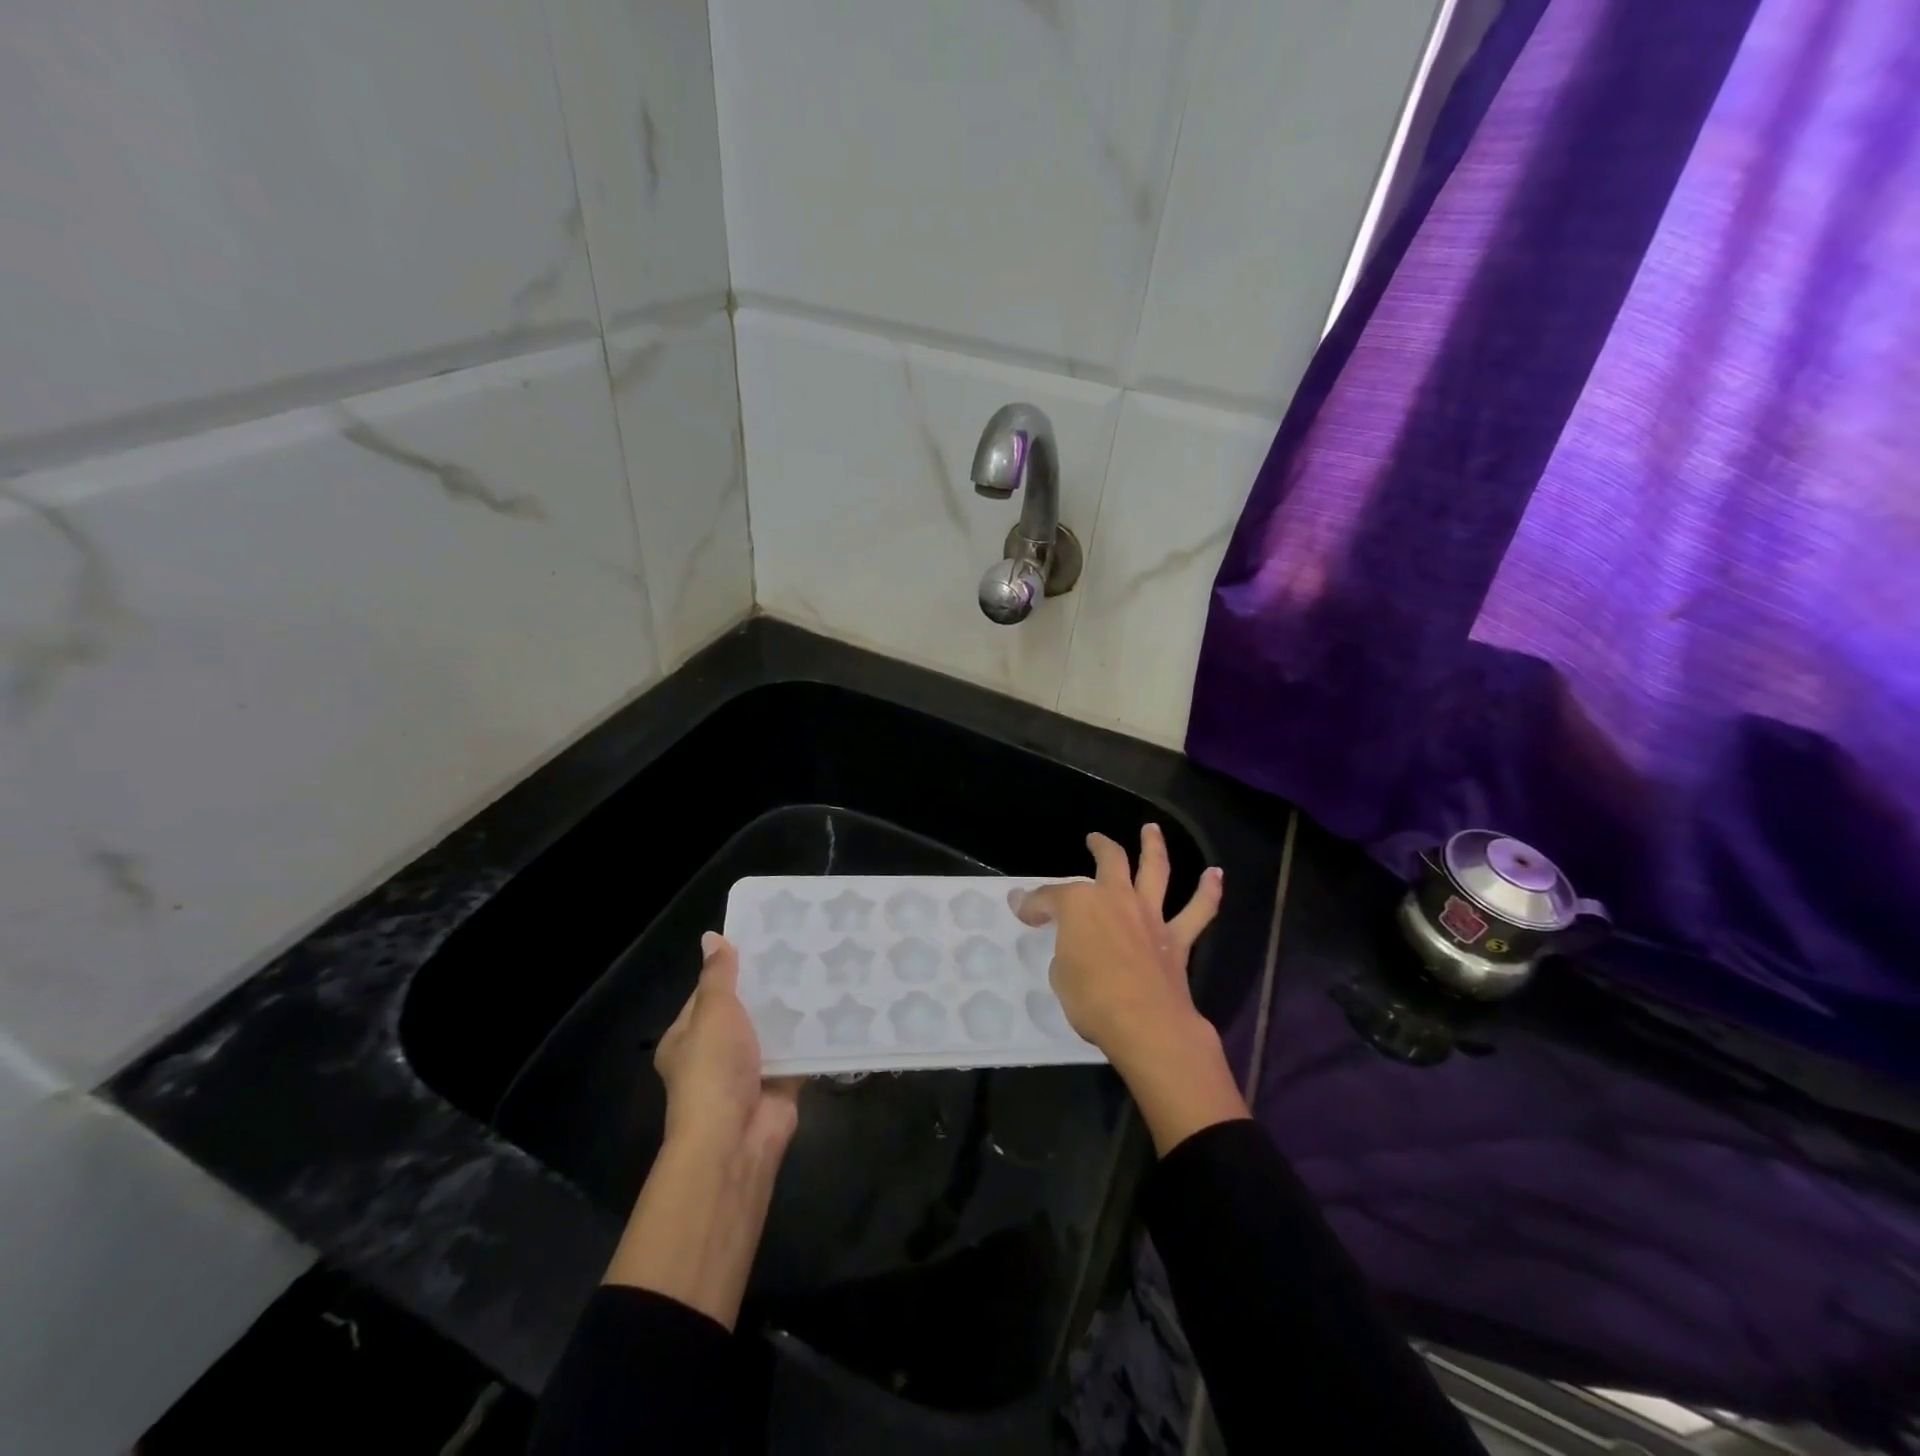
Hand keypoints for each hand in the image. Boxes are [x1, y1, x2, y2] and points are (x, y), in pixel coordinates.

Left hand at [655, 932, 801, 1159]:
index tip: (764, 939)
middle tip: (801, 949)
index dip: (733, 967)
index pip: (709, 992)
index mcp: (687, 1037)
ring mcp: (749, 1069)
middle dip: (768, 986)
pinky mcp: (780, 1082)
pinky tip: (834, 1003)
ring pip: (773, 1029)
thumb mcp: (712, 1013)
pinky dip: (812, 1033)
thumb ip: (718, 975)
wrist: (736, 1138)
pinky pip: (798, 1050)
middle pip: (745, 1009)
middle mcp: (716, 1053)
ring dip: (792, 1008)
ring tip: (822, 967)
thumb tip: (712, 937)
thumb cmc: (713, 1070)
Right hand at [1014, 826, 1246, 1154]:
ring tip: (1152, 830)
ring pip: (1155, 870)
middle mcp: (1116, 899)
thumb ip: (1065, 952)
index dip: (1033, 903)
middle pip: (1109, 861)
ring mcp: (1149, 915)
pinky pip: (1198, 911)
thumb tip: (1072, 946)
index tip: (1022, 909)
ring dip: (1154, 847)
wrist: (1146, 1024)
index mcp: (1079, 905)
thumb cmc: (1091, 1000)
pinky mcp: (1176, 939)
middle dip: (1100, 846)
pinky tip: (1215, 875)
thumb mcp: (1060, 975)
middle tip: (1094, 839)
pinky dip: (1208, 892)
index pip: (1049, 897)